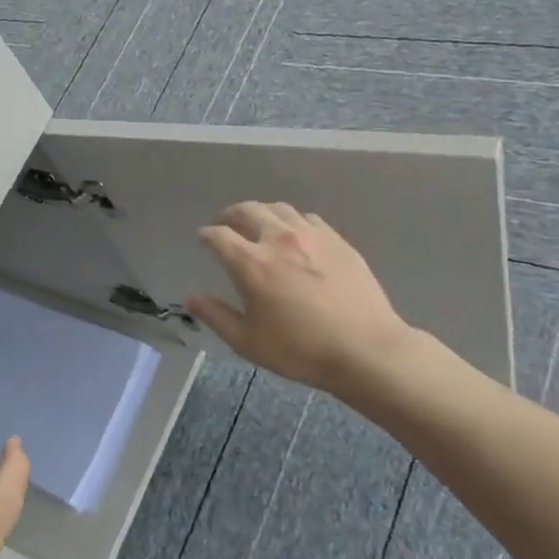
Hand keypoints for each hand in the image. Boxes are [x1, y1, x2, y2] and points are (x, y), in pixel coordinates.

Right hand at [186, 201, 416, 396]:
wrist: (367, 350)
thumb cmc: (300, 350)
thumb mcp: (248, 342)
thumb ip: (216, 316)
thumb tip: (191, 298)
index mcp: (251, 263)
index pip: (218, 235)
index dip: (206, 235)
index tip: (203, 239)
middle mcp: (278, 240)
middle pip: (247, 210)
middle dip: (230, 214)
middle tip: (226, 224)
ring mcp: (311, 236)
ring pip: (278, 209)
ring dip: (261, 213)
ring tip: (258, 224)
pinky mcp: (337, 241)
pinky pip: (307, 218)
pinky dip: (292, 221)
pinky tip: (295, 235)